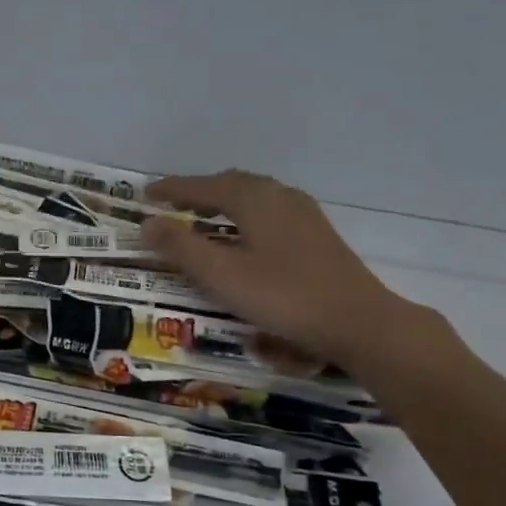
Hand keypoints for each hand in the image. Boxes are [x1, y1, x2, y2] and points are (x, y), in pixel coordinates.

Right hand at [141, 171, 434, 374]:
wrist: (359, 322)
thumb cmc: (283, 297)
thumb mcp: (222, 275)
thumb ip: (181, 247)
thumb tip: (147, 223)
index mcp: (254, 199)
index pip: (204, 186)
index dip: (173, 189)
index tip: (146, 194)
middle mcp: (280, 196)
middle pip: (232, 183)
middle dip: (199, 191)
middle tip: (171, 205)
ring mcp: (304, 214)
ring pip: (254, 196)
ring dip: (223, 201)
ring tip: (202, 217)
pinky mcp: (317, 234)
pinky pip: (270, 210)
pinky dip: (245, 214)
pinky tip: (244, 237)